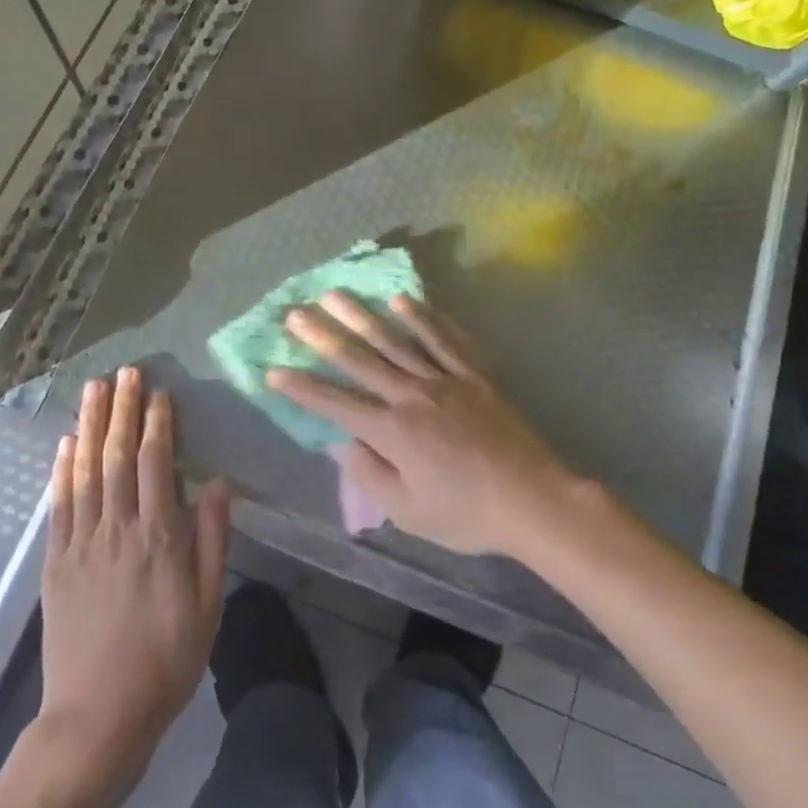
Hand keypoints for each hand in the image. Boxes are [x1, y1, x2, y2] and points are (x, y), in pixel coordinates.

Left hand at [38, 367, 230, 783]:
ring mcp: (81, 544)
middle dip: (123, 409)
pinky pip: (58, 506)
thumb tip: (218, 482)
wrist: (96, 719)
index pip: (158, 463)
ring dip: (92, 426)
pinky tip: (67, 442)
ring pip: (86, 471)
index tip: (160, 392)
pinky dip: (62, 470)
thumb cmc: (165, 661)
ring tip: (95, 389)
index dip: (158, 423)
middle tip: (126, 372)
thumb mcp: (208, 605)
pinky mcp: (56, 563)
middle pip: (120, 456)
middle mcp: (118, 529)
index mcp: (159, 537)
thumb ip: (213, 539)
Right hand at [266, 294, 573, 558]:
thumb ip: (371, 475)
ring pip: (396, 341)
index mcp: (393, 432)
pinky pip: (444, 339)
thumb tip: (342, 443)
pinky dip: (423, 318)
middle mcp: (413, 396)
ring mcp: (445, 379)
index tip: (274, 370)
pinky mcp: (473, 373)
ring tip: (337, 294)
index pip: (336, 404)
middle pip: (361, 360)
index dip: (302, 388)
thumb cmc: (467, 513)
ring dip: (363, 316)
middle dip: (324, 337)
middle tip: (296, 313)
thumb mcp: (409, 512)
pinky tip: (404, 300)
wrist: (533, 499)